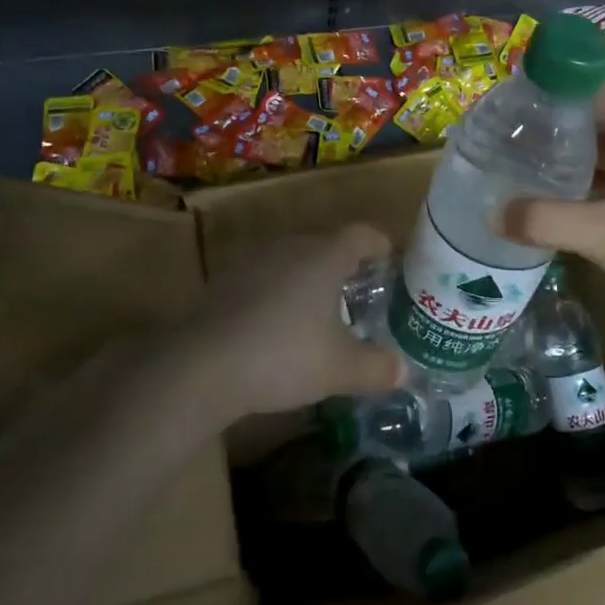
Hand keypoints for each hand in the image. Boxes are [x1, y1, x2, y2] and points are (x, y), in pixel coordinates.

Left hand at [179, 223, 405, 422]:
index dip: (380, 245)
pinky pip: (265, 278)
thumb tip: (404, 370)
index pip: (362, 234)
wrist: (200, 366)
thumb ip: (377, 368)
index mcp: (325, 256)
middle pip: (326, 244)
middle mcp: (291, 247)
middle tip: (360, 294)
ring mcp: (253, 261)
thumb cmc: (283, 356)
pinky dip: (278, 294)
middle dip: (345, 266)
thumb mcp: (340, 369)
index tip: (390, 262)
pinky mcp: (224, 282)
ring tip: (319, 312)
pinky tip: (277, 328)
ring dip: (309, 279)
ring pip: (293, 260)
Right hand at [500, 84, 604, 347]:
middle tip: (504, 138)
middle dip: (552, 124)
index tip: (508, 106)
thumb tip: (491, 213)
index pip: (591, 86)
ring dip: (569, 153)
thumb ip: (547, 220)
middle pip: (596, 113)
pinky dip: (588, 176)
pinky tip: (557, 194)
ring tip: (520, 163)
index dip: (550, 90)